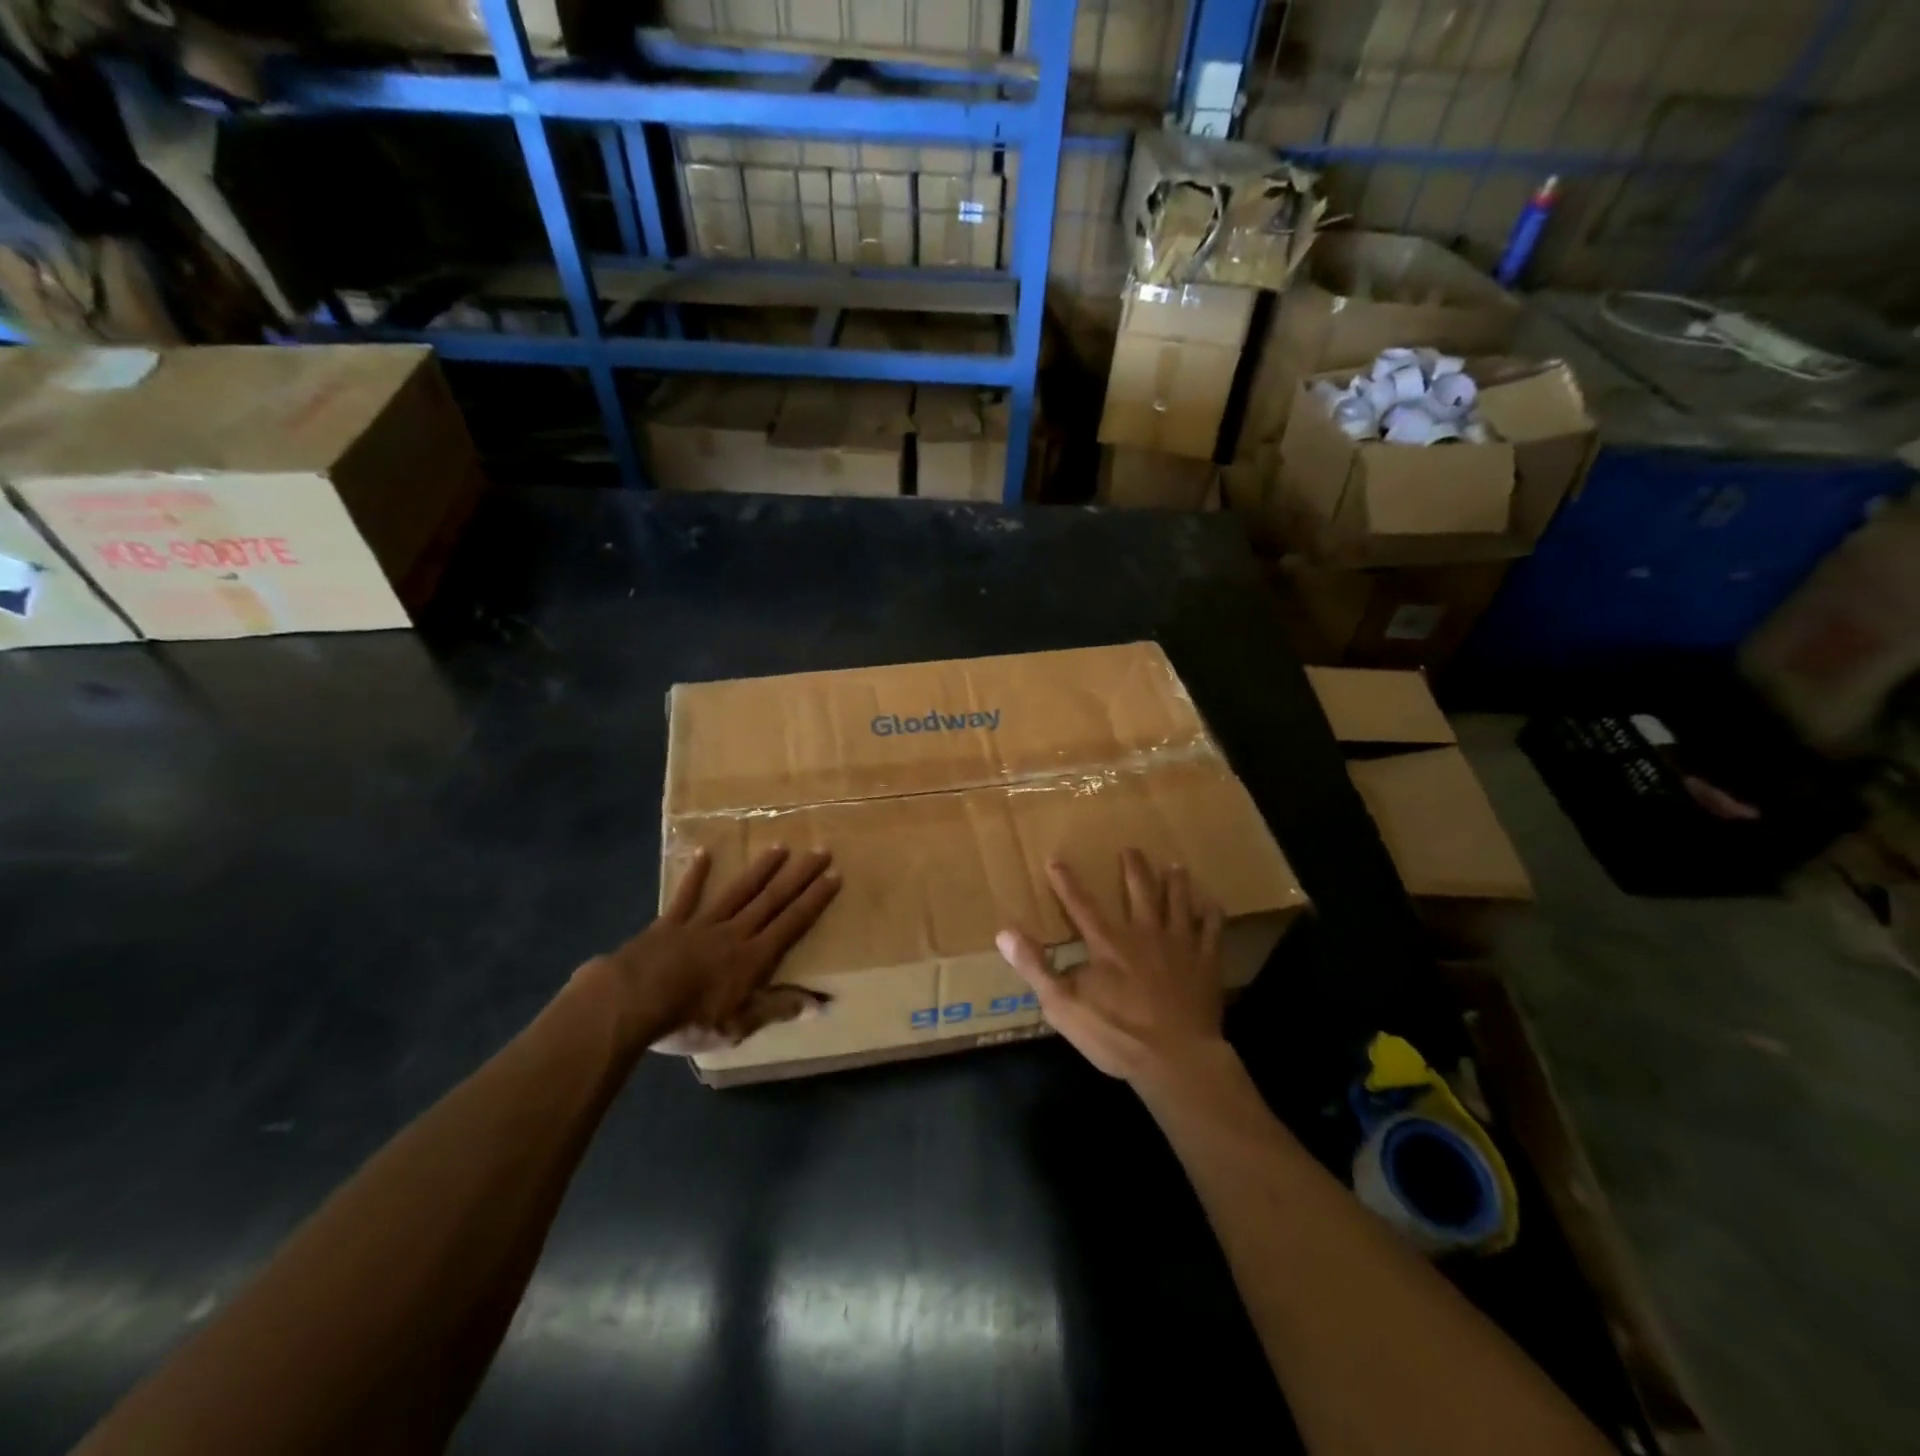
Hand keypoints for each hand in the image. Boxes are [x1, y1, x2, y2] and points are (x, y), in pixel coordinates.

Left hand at [581, 845, 839, 1053]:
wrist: (630, 1002)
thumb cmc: (688, 1020)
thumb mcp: (738, 1026)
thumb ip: (776, 1009)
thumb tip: (819, 1004)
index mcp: (753, 958)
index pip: (792, 923)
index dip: (815, 900)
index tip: (834, 875)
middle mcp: (734, 932)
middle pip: (772, 900)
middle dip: (799, 875)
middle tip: (820, 850)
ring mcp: (701, 924)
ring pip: (738, 891)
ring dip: (761, 869)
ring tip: (780, 847)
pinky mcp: (670, 923)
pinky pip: (686, 896)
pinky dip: (696, 875)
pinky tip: (704, 852)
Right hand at [995, 849, 1225, 1084]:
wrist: (1176, 1059)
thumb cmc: (1116, 1034)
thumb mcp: (1062, 1005)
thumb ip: (1034, 966)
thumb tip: (1005, 931)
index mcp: (1107, 943)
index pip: (1080, 904)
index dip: (1066, 881)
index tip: (1055, 859)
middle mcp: (1143, 933)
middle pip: (1139, 891)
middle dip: (1133, 868)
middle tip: (1131, 849)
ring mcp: (1179, 945)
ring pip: (1177, 902)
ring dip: (1175, 882)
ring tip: (1174, 865)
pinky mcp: (1205, 963)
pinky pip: (1212, 930)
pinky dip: (1211, 913)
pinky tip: (1211, 903)